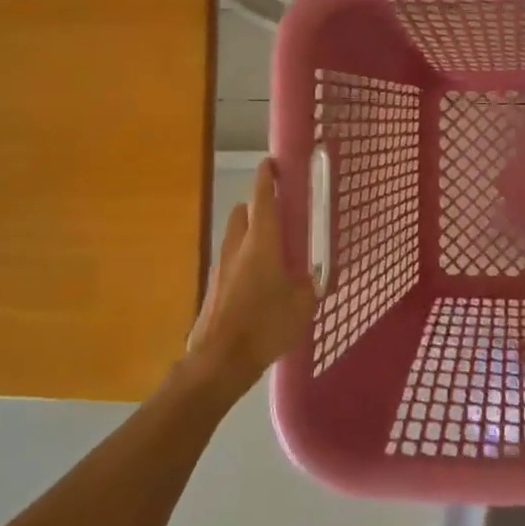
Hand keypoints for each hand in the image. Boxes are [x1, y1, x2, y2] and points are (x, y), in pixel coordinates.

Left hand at [186, 158, 318, 397]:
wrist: (218, 361)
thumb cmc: (265, 326)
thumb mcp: (302, 305)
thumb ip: (309, 285)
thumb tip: (311, 278)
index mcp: (262, 242)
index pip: (262, 198)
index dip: (267, 177)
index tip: (272, 163)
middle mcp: (237, 246)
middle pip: (243, 212)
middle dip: (257, 207)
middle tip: (279, 216)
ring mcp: (220, 267)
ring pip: (234, 237)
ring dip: (249, 235)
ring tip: (271, 253)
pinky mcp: (213, 287)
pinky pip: (230, 262)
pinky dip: (242, 261)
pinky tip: (257, 283)